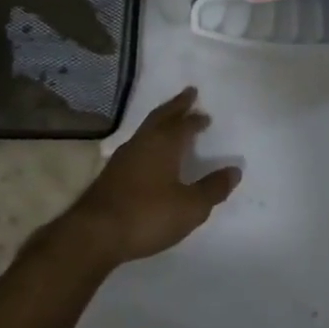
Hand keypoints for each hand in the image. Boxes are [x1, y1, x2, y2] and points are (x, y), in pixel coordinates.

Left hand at [64, 88, 240, 265]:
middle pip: (161, 116)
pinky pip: (136, 145)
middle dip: (176, 105)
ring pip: (146, 129)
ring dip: (161, 121)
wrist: (94, 233)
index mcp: (163, 144)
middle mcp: (142, 143)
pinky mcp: (110, 173)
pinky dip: (148, 140)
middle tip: (189, 93)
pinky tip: (148, 152)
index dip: (196, 120)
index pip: (184, 124)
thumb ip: (212, 188)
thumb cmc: (147, 215)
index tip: (205, 115)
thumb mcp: (190, 207)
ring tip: (171, 120)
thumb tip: (234, 170)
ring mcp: (123, 157)